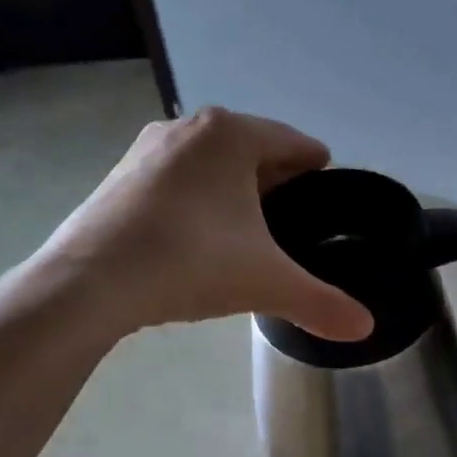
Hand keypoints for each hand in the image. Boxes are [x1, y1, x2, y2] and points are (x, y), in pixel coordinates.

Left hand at [31, 107, 374, 340]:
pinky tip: (200, 236)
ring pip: (213, 163)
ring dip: (236, 189)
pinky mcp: (120, 176)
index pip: (296, 143)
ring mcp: (148, 149)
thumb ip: (322, 303)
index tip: (329, 195)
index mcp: (232, 134)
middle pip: (254, 149)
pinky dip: (198, 199)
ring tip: (251, 232)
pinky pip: (178, 179)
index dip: (319, 170)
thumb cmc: (190, 262)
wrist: (88, 282)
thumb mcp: (266, 283)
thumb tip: (367, 329)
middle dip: (277, 181)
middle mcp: (190, 127)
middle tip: (294, 223)